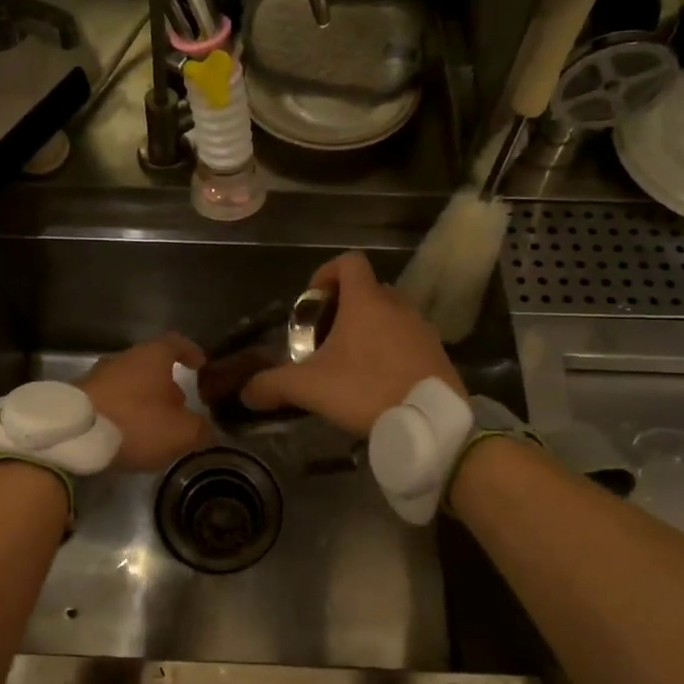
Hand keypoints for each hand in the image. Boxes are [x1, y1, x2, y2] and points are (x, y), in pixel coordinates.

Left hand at [79, 334, 209, 470]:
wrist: (72, 436)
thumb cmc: (134, 423)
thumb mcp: (180, 432)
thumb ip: (199, 429)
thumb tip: (206, 429)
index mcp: (151, 356)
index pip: (175, 342)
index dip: (190, 351)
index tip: (200, 364)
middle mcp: (122, 359)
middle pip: (150, 365)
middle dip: (166, 385)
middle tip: (179, 408)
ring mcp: (96, 377)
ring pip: (128, 384)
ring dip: (142, 401)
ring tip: (153, 427)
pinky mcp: (77, 398)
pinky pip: (109, 401)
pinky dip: (122, 413)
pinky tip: (126, 435)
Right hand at [242, 252, 464, 436]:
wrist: (429, 422)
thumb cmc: (366, 390)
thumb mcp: (309, 388)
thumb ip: (272, 385)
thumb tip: (246, 391)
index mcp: (366, 301)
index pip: (349, 261)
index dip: (327, 273)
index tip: (313, 301)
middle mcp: (397, 305)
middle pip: (369, 289)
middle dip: (346, 306)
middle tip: (327, 337)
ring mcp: (422, 328)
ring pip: (390, 314)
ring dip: (370, 328)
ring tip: (352, 362)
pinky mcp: (437, 352)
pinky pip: (408, 339)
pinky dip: (391, 349)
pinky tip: (378, 380)